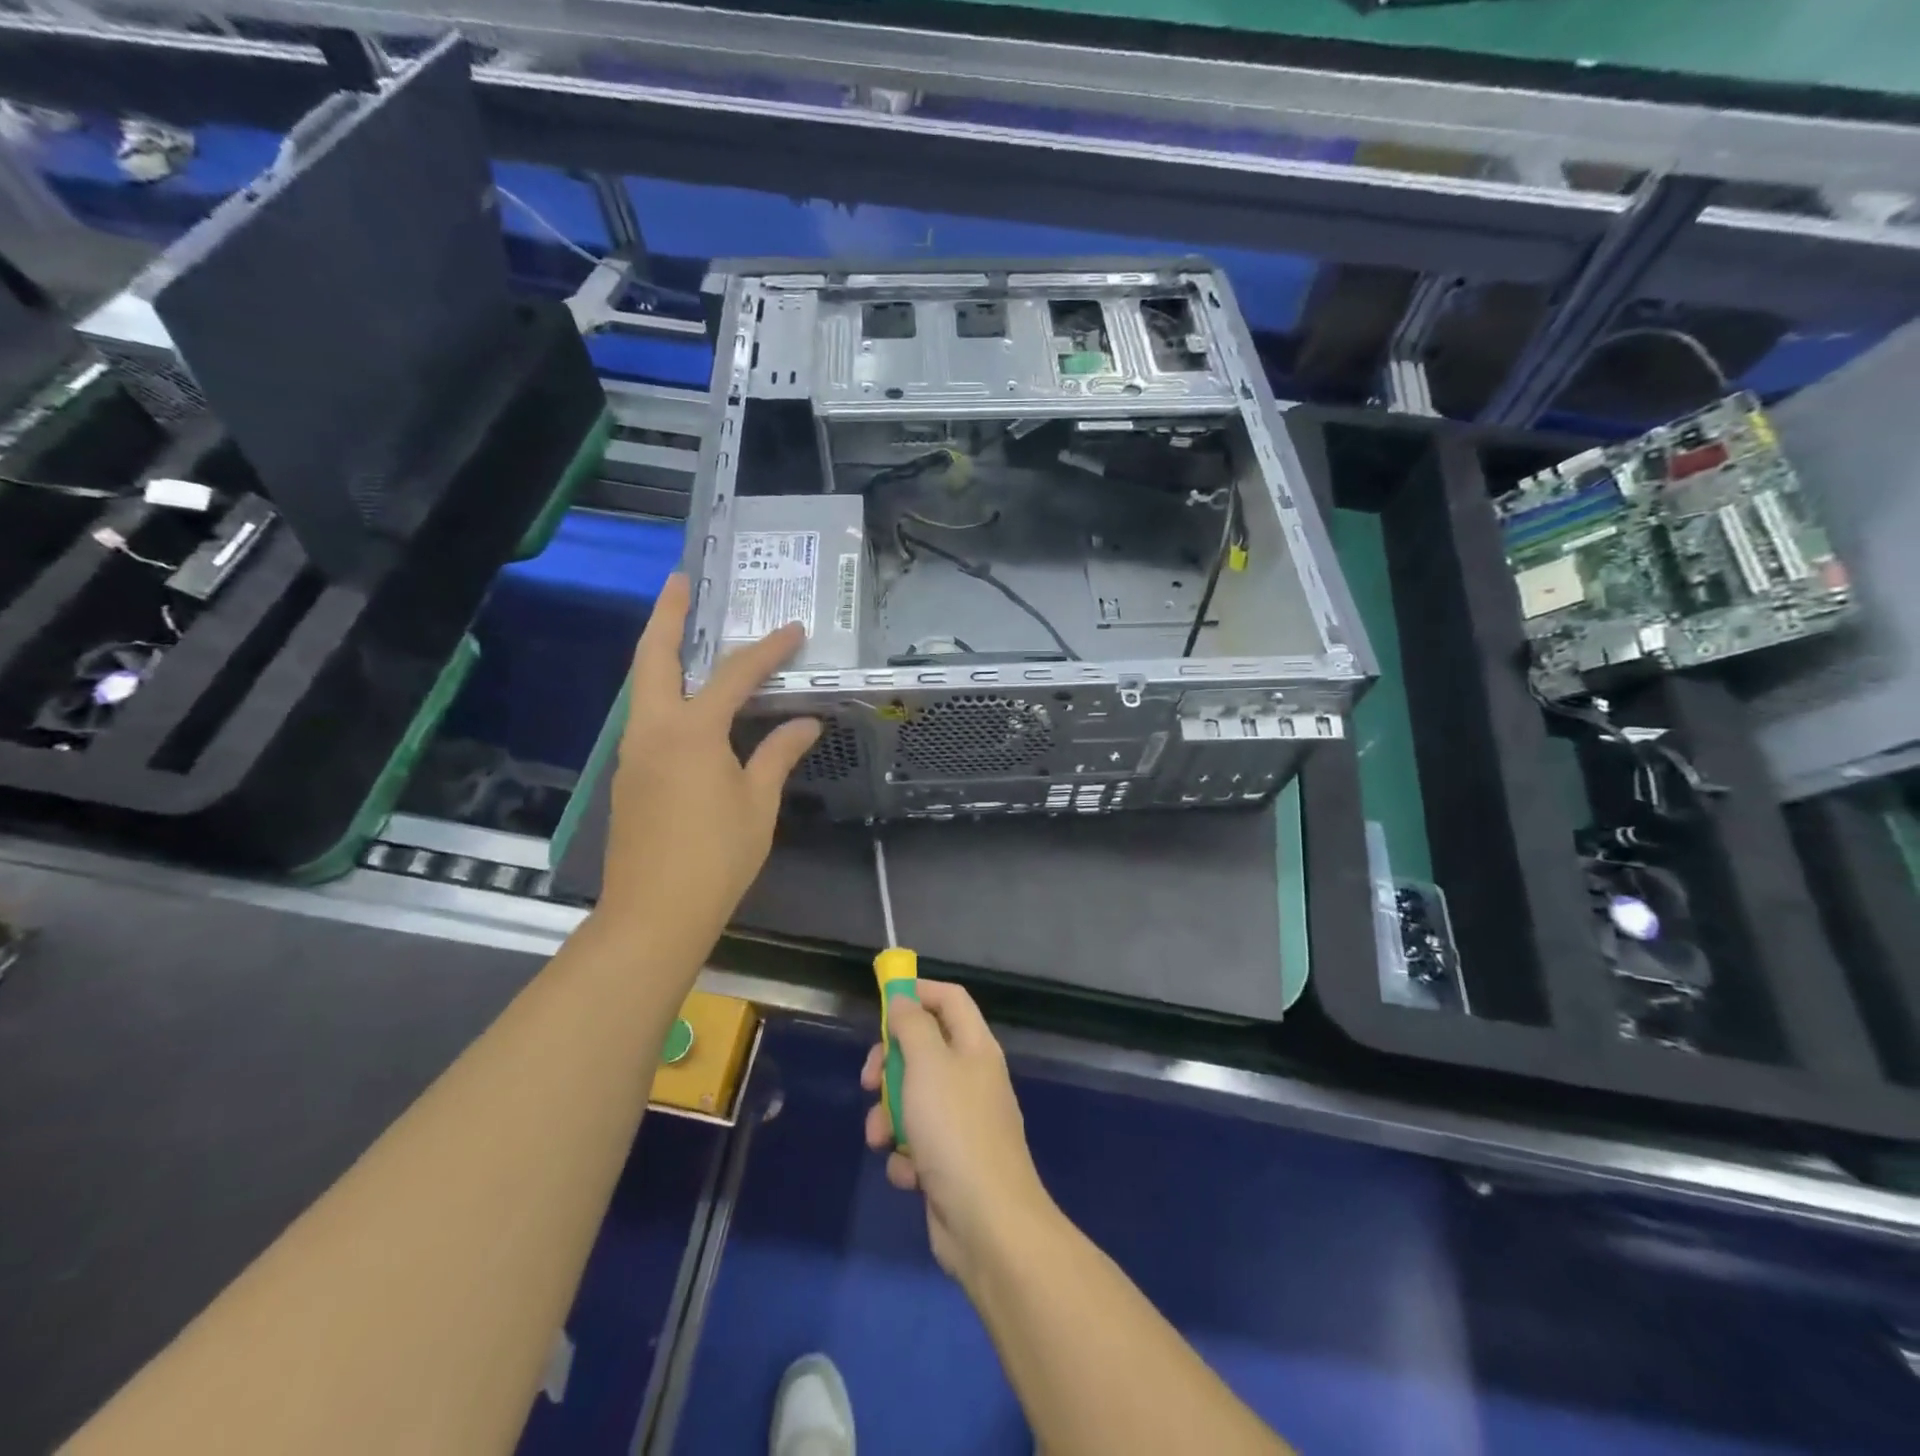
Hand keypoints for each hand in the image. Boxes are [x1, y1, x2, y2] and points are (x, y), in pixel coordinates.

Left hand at [596, 573, 817, 961]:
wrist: (654, 913)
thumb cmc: (716, 856)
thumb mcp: (757, 803)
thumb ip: (778, 754)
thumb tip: (806, 722)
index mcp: (691, 732)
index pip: (735, 675)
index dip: (767, 651)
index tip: (793, 630)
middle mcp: (653, 730)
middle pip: (654, 657)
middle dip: (667, 615)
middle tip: (682, 582)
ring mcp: (634, 753)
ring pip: (644, 687)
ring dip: (662, 653)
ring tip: (686, 632)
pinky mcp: (629, 776)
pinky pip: (648, 718)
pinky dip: (666, 694)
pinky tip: (690, 703)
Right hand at [862, 982, 1055, 1283]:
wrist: (987, 1223)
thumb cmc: (955, 1130)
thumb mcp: (928, 1065)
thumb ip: (912, 1026)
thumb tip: (904, 997)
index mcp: (975, 1047)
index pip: (950, 999)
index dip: (918, 992)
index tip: (883, 1002)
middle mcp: (972, 1078)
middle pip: (924, 1049)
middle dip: (890, 1064)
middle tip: (869, 1080)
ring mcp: (962, 1122)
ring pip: (912, 1100)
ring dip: (889, 1118)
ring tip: (882, 1139)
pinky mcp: (949, 1162)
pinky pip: (916, 1143)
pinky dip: (906, 1156)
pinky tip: (909, 1174)